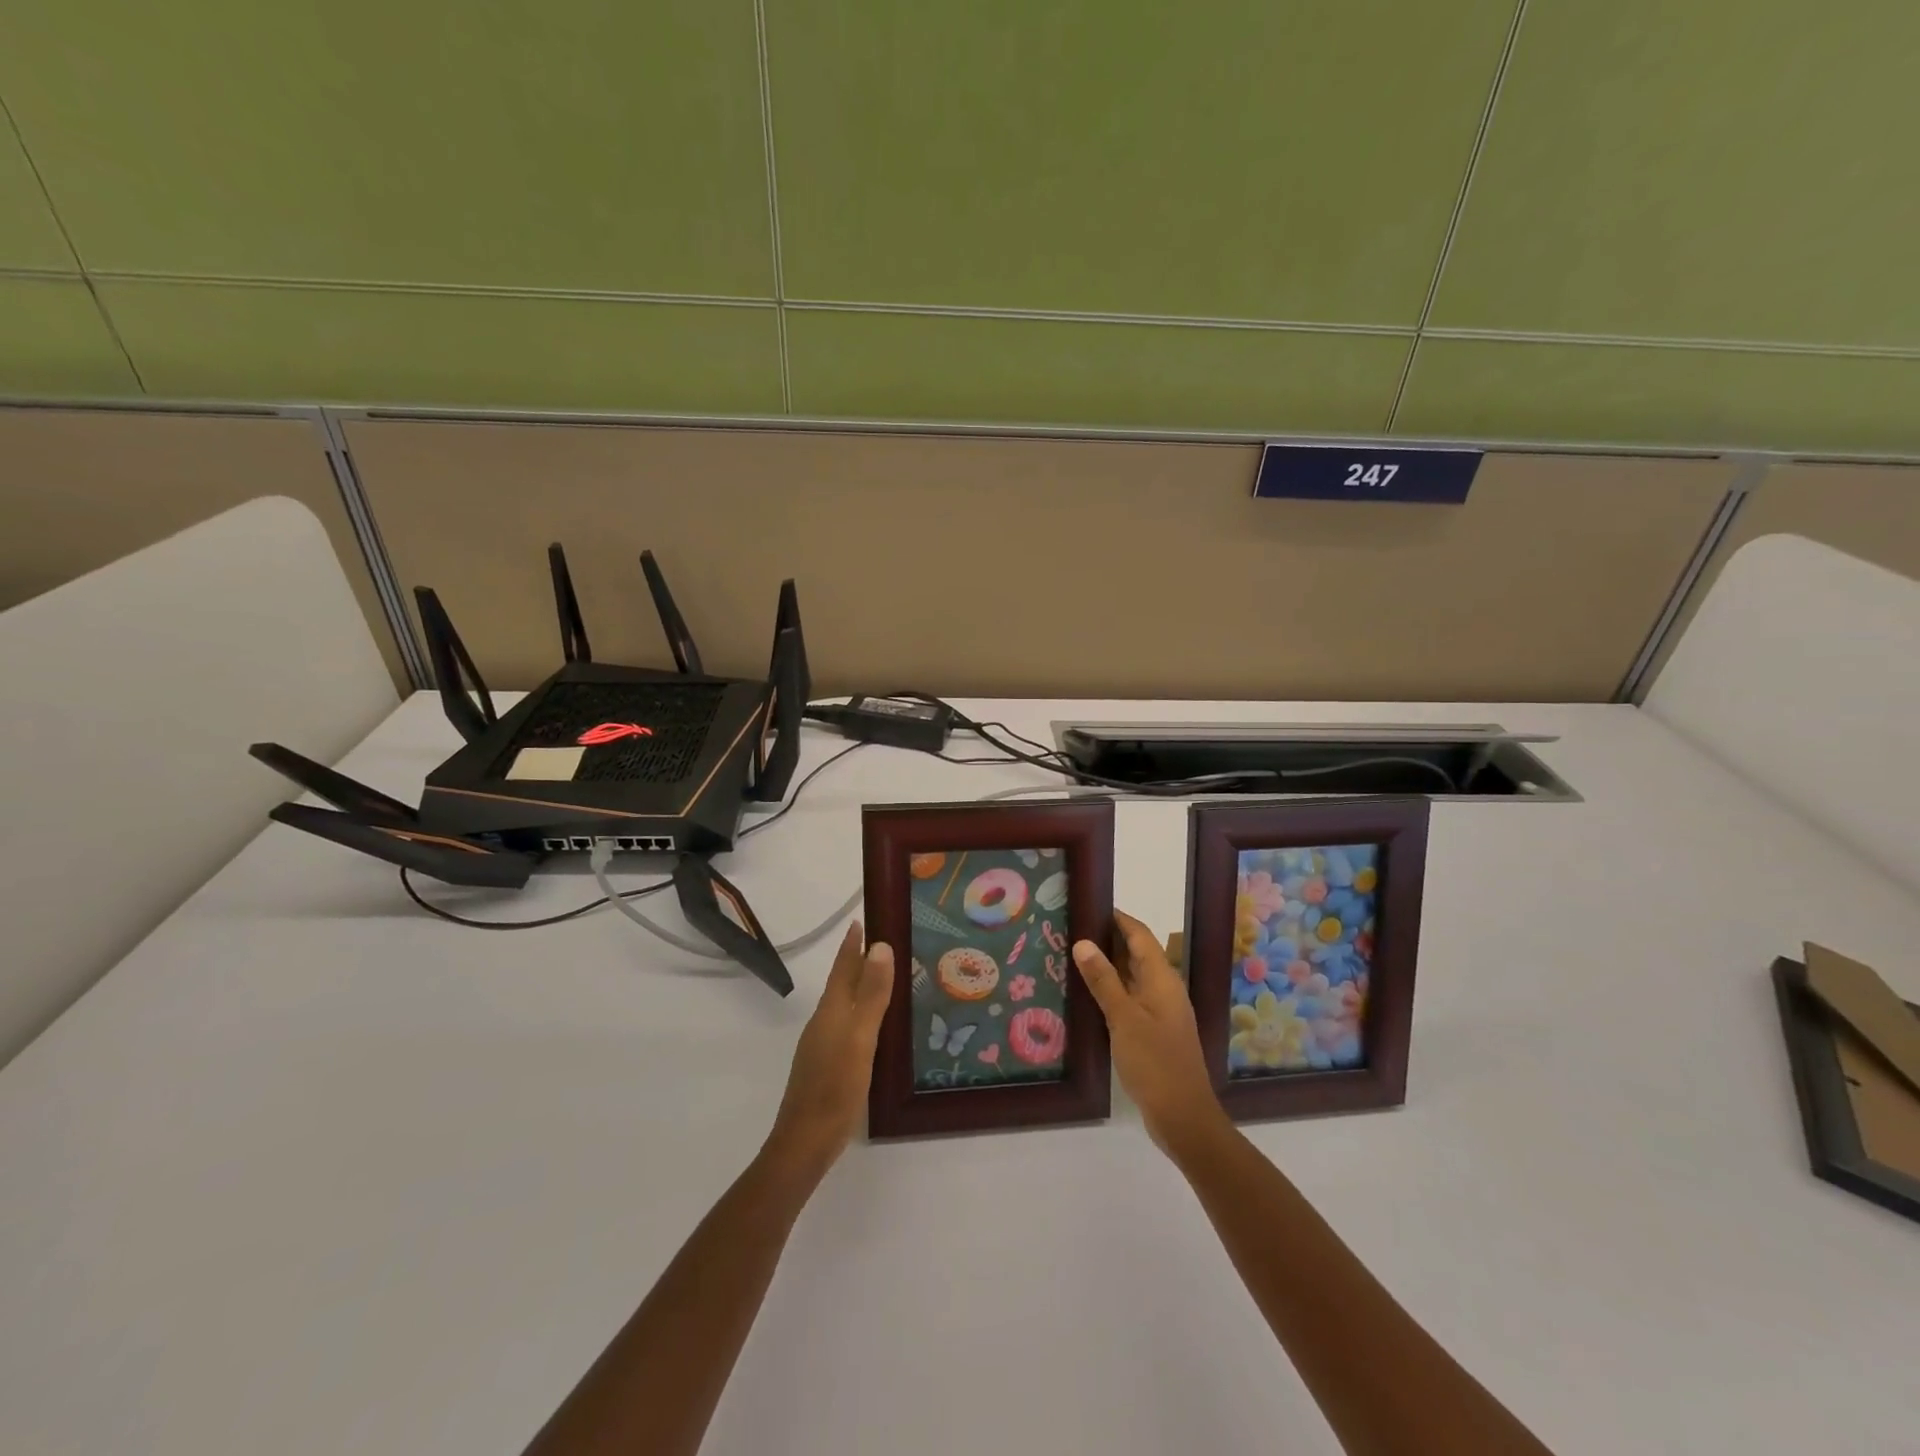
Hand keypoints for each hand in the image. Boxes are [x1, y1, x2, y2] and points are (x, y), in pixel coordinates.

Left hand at [764, 921, 894, 1180]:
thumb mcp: (860, 1038)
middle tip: (882, 942)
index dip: (852, 945)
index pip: (843, 967)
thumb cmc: (836, 1087)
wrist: (804, 1143)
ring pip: (844, 1004)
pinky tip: (875, 1026)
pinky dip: (861, 1013)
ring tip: (884, 978)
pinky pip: (847, 1025)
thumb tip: (880, 945)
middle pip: (842, 983)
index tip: (861, 920)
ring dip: (860, 987)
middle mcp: (824, 1022)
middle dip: (858, 961)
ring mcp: (822, 1045)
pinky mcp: (827, 1066)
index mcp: (831, 1011)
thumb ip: (871, 994)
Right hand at [1074, 909, 1228, 1157]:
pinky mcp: (1153, 1032)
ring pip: (1131, 977)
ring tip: (1070, 956)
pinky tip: (1086, 996)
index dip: (1116, 917)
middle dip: (1107, 939)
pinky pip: (1130, 999)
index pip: (1139, 934)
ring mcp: (1159, 1012)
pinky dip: (1110, 991)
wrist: (1183, 1117)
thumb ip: (1104, 980)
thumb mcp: (1124, 1018)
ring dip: (1106, 966)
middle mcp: (1163, 989)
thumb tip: (1084, 941)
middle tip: (1070, 929)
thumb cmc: (1155, 1062)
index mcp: (1162, 979)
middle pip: (1136, 953)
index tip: (1087, 904)